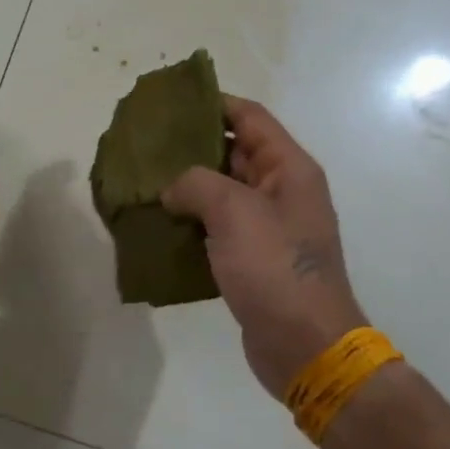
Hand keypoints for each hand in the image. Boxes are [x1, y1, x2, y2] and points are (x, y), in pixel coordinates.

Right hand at [162, 97, 366, 398]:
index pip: (249, 118)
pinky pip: (218, 228)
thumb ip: (196, 184)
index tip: (170, 103)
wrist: (305, 346)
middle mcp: (282, 191)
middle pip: (234, 152)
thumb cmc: (275, 269)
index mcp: (289, 168)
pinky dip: (191, 222)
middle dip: (192, 146)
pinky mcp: (253, 259)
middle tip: (146, 144)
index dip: (212, 104)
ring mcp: (268, 227)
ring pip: (222, 192)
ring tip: (144, 182)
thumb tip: (172, 189)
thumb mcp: (234, 212)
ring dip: (187, 187)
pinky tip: (158, 224)